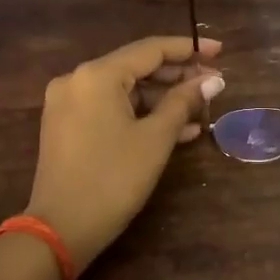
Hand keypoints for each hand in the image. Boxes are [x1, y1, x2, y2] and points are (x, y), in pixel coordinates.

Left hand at [22, 35, 223, 266]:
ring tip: (201, 111)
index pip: (151, 49)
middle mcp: (77, 80)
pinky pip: (111, 109)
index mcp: (97, 75)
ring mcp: (69, 104)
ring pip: (125, 91)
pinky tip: (177, 131)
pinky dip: (141, 115)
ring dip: (163, 100)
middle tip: (213, 85)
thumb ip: (184, 102)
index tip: (219, 51)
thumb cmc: (113, 179)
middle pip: (136, 68)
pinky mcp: (67, 126)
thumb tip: (212, 81)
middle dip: (177, 77)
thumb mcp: (155, 139)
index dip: (188, 49)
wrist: (59, 231)